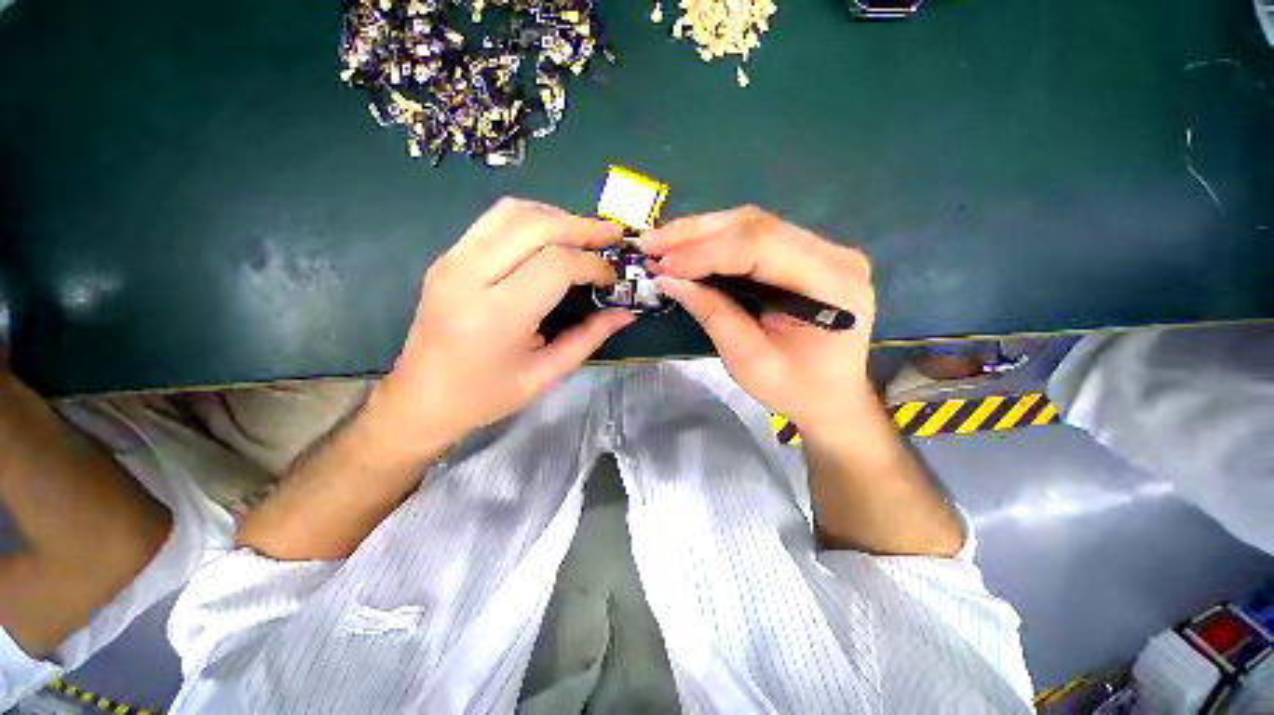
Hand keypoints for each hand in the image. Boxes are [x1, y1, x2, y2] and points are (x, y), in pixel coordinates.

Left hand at [367, 198, 634, 462]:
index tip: (612, 277)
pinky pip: (495, 220)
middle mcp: (469, 276)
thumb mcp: (546, 374)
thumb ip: (589, 338)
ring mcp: (452, 260)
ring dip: (558, 216)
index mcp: (496, 315)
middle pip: (536, 225)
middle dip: (583, 226)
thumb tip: (626, 313)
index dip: (592, 264)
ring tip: (586, 233)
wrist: (421, 398)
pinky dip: (533, 219)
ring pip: (513, 212)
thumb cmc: (486, 395)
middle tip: (613, 235)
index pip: (556, 264)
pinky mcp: (448, 257)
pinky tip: (553, 236)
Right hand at [643, 206, 876, 442]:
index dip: (706, 252)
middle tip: (650, 243)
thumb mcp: (749, 361)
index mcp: (831, 285)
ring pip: (752, 225)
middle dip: (695, 234)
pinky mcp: (805, 254)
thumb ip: (713, 314)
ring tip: (661, 244)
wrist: (832, 397)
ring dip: (701, 233)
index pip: (761, 247)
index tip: (662, 264)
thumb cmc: (795, 389)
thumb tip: (668, 279)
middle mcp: (833, 255)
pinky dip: (715, 242)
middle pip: (756, 226)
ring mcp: (822, 249)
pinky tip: (687, 249)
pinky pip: (754, 237)